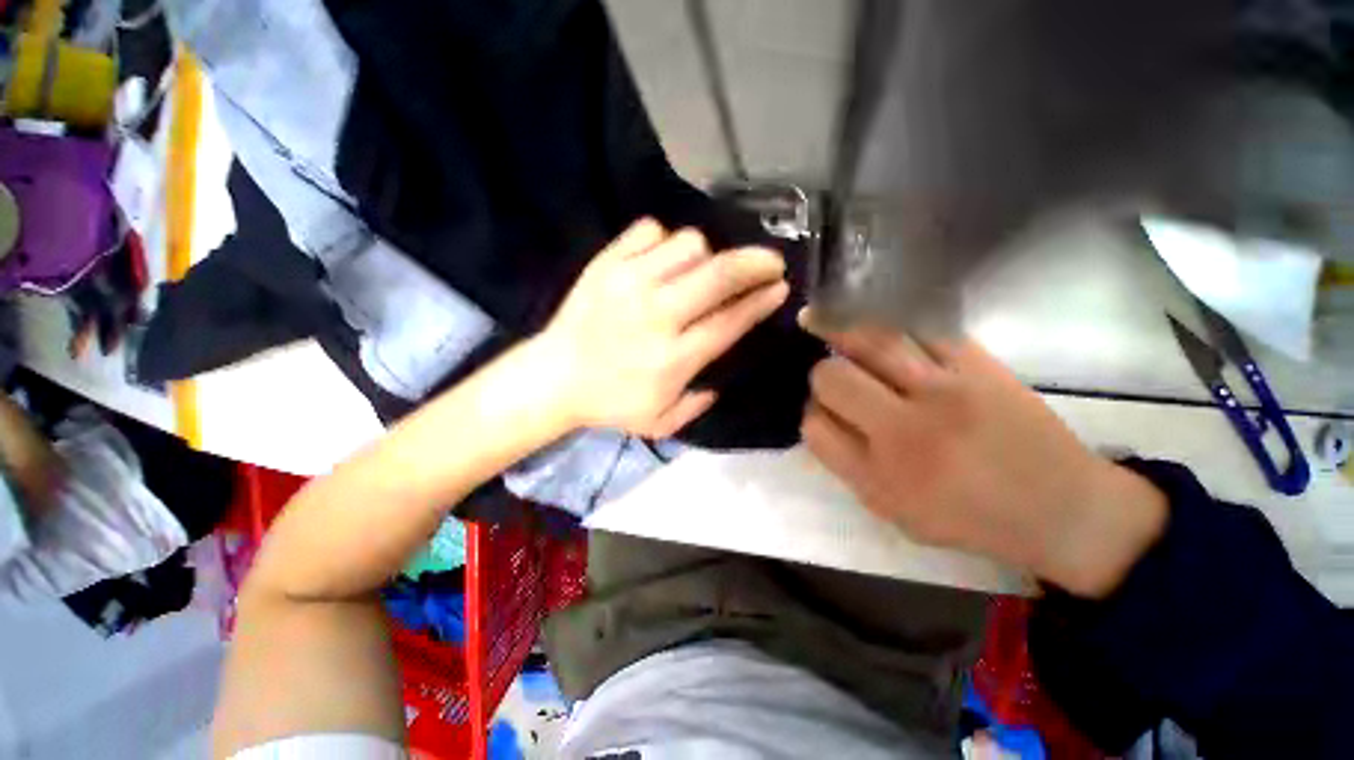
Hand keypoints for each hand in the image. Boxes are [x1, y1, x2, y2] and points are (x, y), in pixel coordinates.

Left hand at [536, 219, 788, 438]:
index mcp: (674, 357)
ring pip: (689, 245)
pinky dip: (664, 242)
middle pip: (719, 274)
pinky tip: (663, 261)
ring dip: (706, 256)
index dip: (761, 301)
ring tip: (702, 270)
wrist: (554, 377)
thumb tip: (720, 377)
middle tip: (770, 262)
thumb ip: (698, 403)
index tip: (780, 287)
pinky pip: (649, 231)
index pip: (731, 320)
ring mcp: (629, 283)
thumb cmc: (610, 403)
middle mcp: (657, 315)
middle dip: (755, 263)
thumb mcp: (661, 421)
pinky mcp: (606, 264)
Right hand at [799, 316, 1167, 597]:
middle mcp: (905, 430)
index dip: (809, 413)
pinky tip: (875, 320)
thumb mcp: (893, 511)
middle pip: (831, 377)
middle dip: (820, 373)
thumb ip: (847, 463)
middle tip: (831, 375)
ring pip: (870, 341)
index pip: (813, 425)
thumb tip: (819, 414)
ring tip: (818, 317)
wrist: (1062, 509)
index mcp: (880, 475)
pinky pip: (920, 328)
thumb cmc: (970, 519)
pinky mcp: (980, 365)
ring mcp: (945, 391)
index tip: (820, 411)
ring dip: (838, 329)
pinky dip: (890, 322)